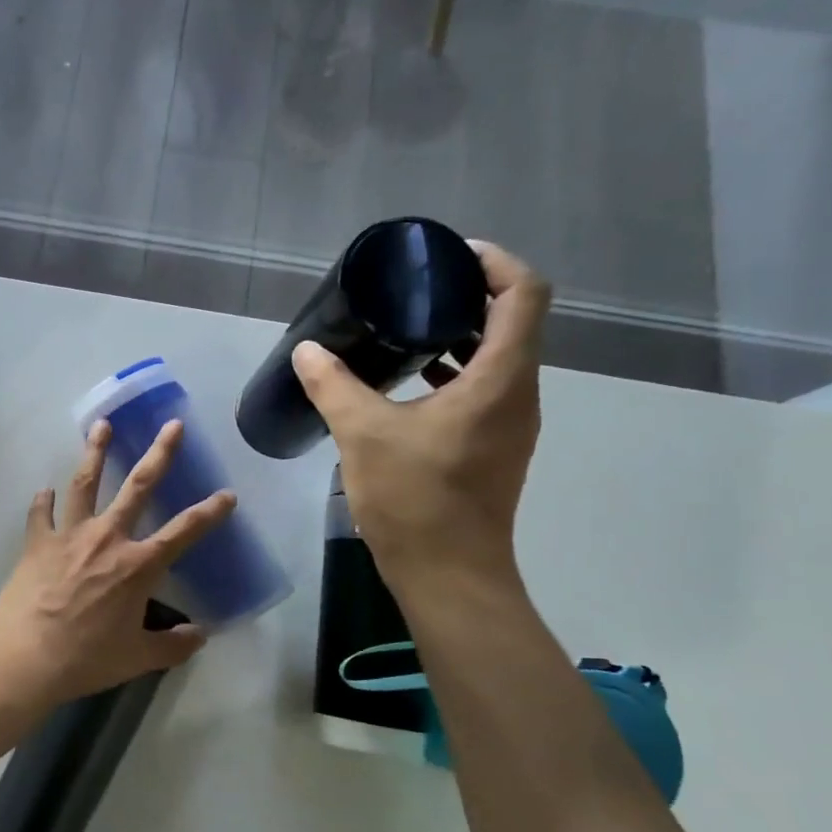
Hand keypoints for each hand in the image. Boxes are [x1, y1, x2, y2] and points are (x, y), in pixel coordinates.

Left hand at [0, 420, 235, 704]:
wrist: (26, 658)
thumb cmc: (87, 659)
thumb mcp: (138, 658)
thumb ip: (173, 645)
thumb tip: (200, 635)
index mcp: (138, 565)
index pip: (184, 532)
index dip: (209, 512)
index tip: (227, 494)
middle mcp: (107, 539)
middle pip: (138, 486)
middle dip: (159, 453)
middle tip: (172, 425)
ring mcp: (69, 535)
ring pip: (85, 483)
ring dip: (95, 452)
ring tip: (101, 425)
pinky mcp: (37, 542)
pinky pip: (41, 513)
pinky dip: (43, 501)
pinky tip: (44, 491)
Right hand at [292, 241, 550, 581]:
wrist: (448, 574)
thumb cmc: (415, 499)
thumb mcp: (363, 434)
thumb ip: (333, 386)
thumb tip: (307, 351)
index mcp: (501, 379)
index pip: (524, 294)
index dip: (493, 262)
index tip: (446, 256)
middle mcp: (519, 393)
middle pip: (514, 320)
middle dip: (469, 294)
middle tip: (414, 287)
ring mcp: (510, 423)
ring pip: (500, 357)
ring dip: (461, 334)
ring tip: (407, 326)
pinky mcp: (494, 446)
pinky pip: (485, 388)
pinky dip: (455, 370)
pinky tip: (408, 380)